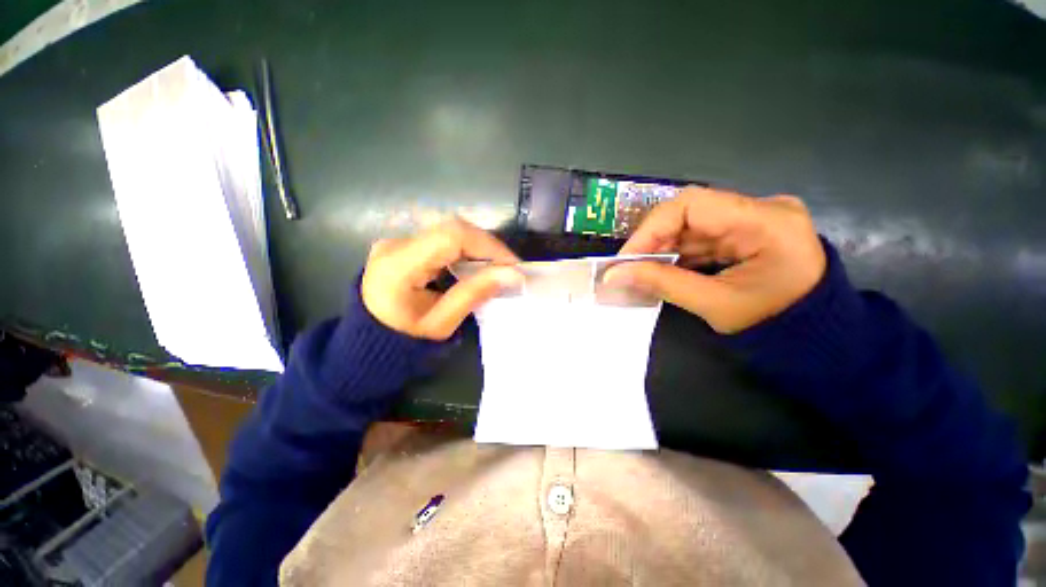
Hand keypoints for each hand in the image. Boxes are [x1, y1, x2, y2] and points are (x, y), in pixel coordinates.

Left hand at [361, 219, 521, 339]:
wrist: (371, 342)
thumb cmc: (404, 339)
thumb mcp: (442, 323)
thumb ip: (474, 293)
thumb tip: (512, 273)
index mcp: (398, 265)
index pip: (451, 236)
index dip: (488, 246)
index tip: (512, 265)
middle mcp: (395, 244)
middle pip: (452, 229)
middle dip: (487, 246)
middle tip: (508, 268)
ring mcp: (398, 241)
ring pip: (450, 231)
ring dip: (478, 247)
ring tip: (496, 268)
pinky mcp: (405, 245)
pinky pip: (443, 239)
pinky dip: (466, 250)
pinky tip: (476, 265)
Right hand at [604, 187, 825, 333]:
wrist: (815, 337)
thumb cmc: (774, 325)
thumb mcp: (715, 305)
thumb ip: (663, 284)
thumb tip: (614, 275)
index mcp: (765, 222)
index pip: (691, 205)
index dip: (651, 229)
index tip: (626, 258)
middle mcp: (761, 209)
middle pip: (689, 213)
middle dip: (653, 241)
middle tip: (628, 268)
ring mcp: (754, 219)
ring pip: (691, 226)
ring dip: (663, 249)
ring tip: (641, 272)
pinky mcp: (747, 231)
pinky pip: (701, 236)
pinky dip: (678, 253)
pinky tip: (663, 269)